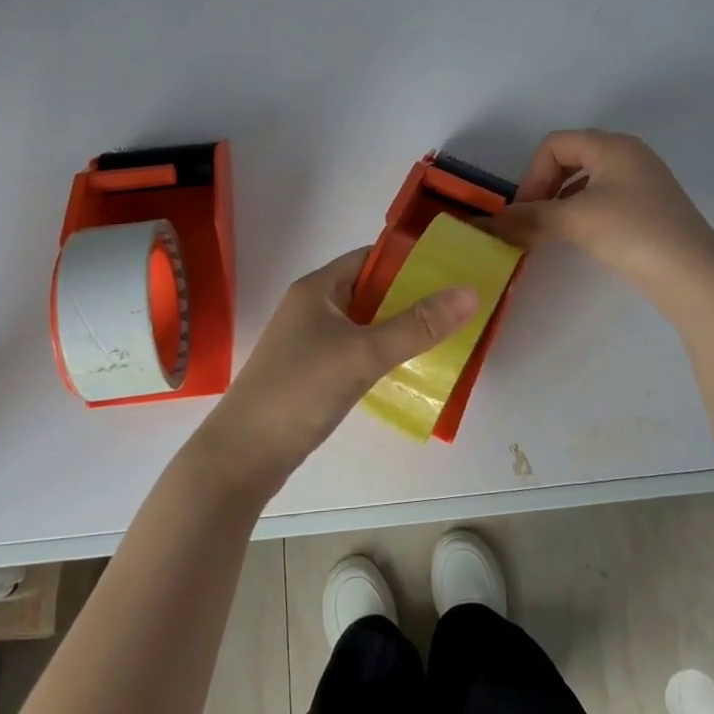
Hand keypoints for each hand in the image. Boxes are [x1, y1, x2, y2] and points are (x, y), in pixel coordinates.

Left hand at [191, 248, 478, 500]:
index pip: (370, 257)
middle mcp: (312, 307)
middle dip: (410, 295)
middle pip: (369, 289)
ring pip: (363, 322)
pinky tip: (407, 368)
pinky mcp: (311, 372)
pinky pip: (355, 350)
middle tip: (456, 305)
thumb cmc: (300, 391)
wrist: (243, 456)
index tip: (452, 268)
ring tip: (443, 334)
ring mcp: (309, 341)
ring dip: (398, 326)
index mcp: (318, 288)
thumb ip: (417, 326)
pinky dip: (381, 352)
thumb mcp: (363, 354)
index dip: (409, 258)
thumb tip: (470, 292)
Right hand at [491, 130, 713, 315]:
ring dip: (561, 203)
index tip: (525, 210)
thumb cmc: (633, 232)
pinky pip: (603, 201)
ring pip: (586, 183)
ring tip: (550, 233)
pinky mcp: (650, 211)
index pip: (555, 144)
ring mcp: (643, 184)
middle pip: (570, 160)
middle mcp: (629, 156)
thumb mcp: (575, 220)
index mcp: (613, 146)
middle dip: (544, 188)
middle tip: (533, 221)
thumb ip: (528, 218)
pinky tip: (579, 239)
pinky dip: (582, 214)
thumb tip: (486, 224)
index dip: (531, 174)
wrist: (695, 277)